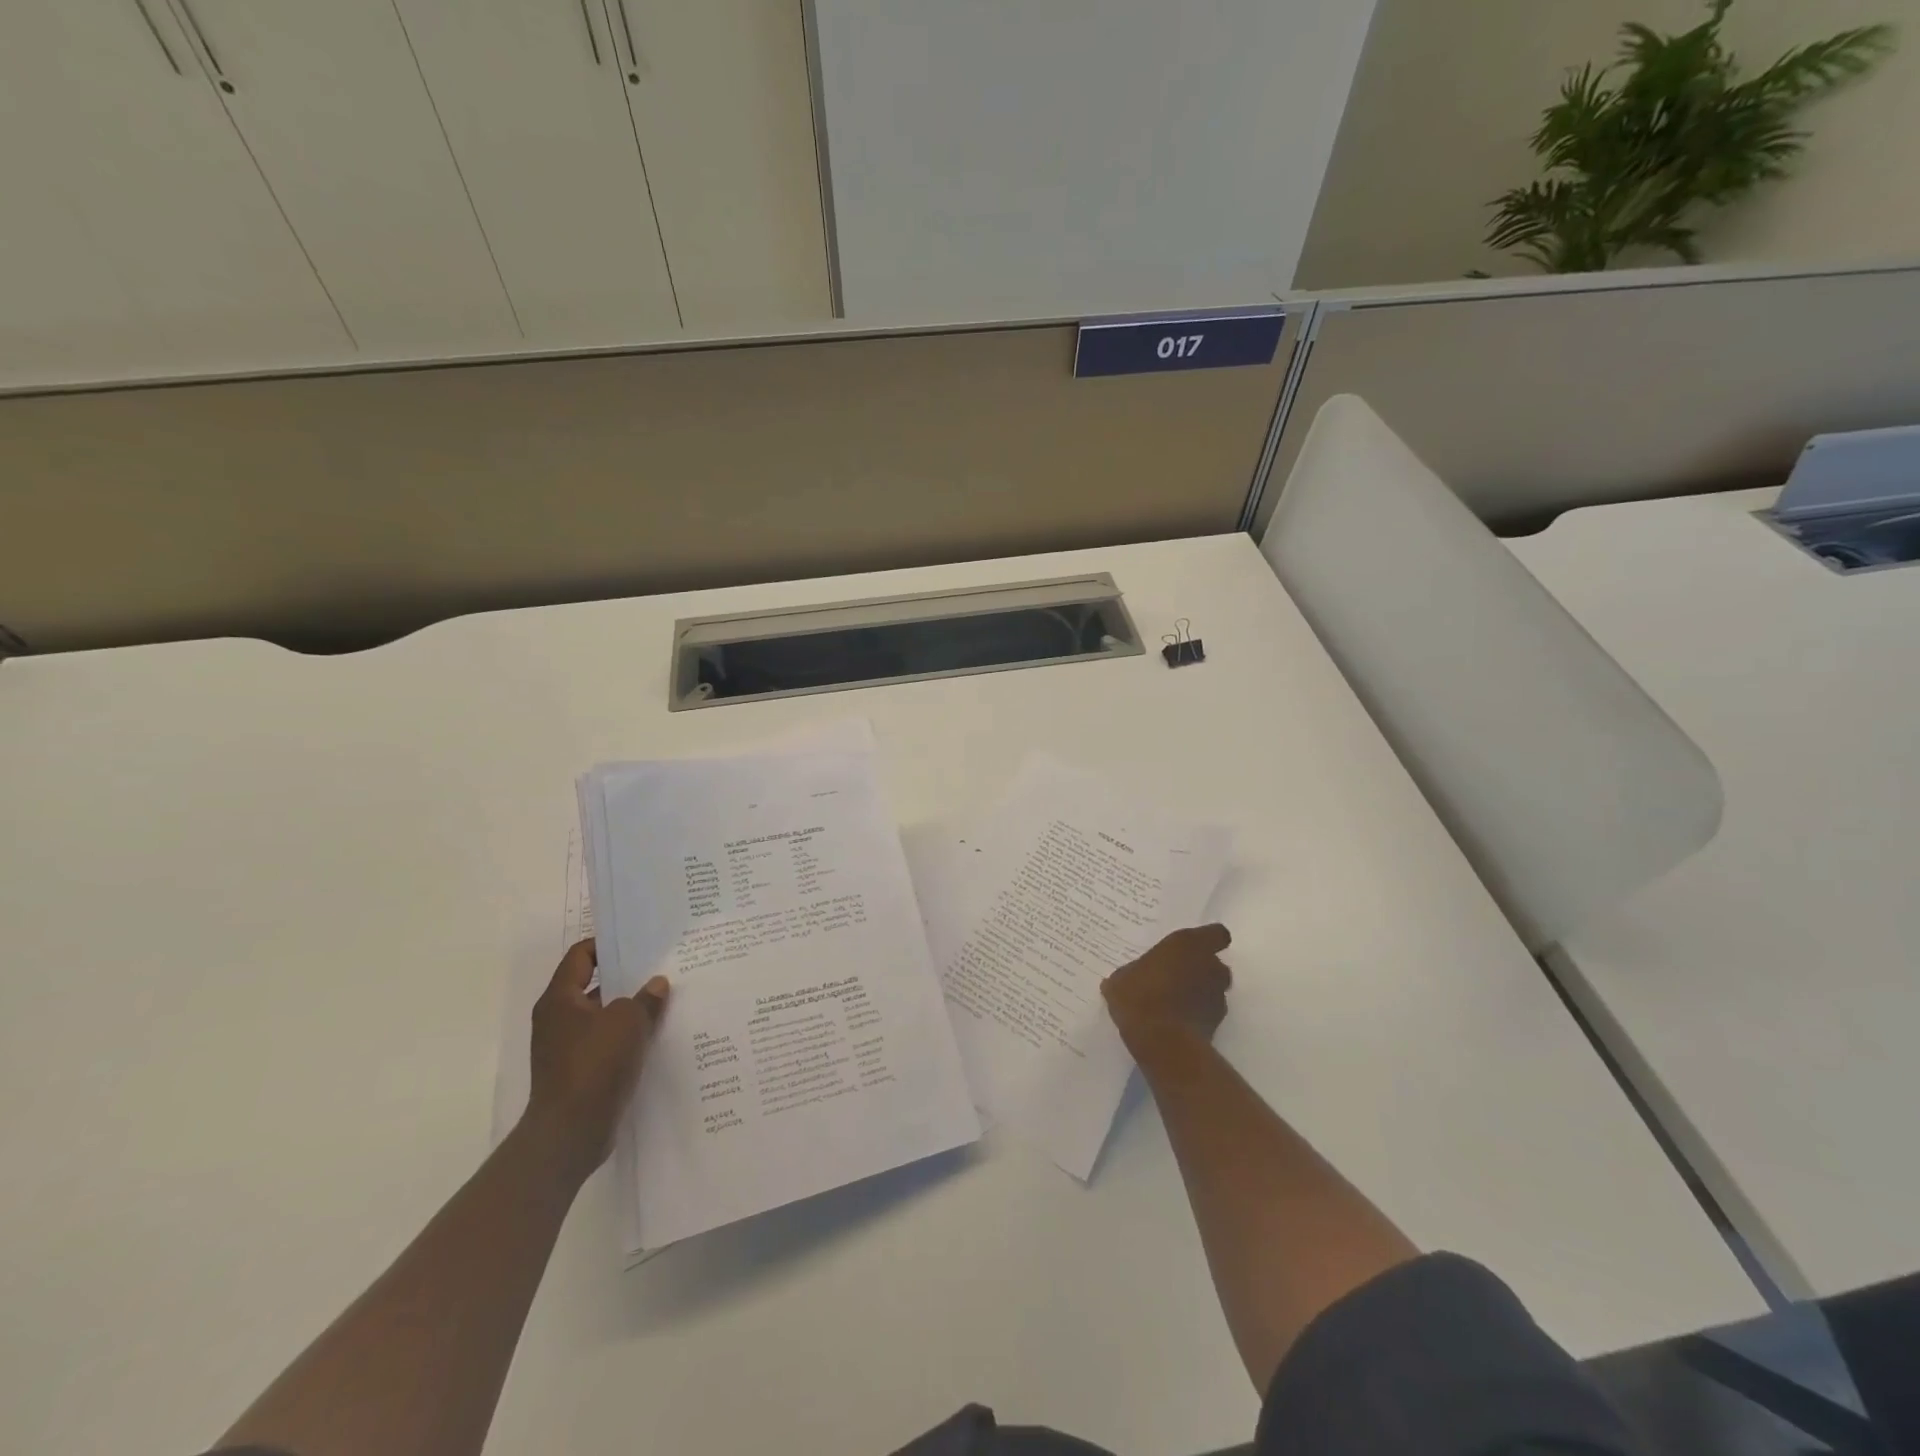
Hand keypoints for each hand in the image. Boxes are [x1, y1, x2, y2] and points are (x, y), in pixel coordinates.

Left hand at [523, 939, 668, 1182]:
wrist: (570, 1133)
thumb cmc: (593, 1064)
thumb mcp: (627, 1021)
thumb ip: (645, 998)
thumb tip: (657, 984)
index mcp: (560, 1000)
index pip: (580, 956)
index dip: (606, 944)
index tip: (637, 939)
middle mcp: (559, 1020)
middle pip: (594, 985)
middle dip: (626, 977)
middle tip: (661, 966)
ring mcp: (568, 1048)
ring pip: (604, 1016)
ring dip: (631, 1008)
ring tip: (667, 998)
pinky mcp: (581, 1072)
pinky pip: (608, 1042)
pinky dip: (628, 1036)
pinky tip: (658, 1034)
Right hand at [1102, 924, 1232, 1058]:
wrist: (1162, 1042)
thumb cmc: (1140, 996)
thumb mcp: (1121, 979)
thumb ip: (1133, 973)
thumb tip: (1127, 978)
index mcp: (1188, 944)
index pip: (1217, 934)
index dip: (1208, 940)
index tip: (1192, 947)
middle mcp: (1210, 966)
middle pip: (1214, 963)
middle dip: (1200, 969)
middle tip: (1176, 976)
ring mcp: (1217, 996)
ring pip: (1213, 989)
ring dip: (1199, 993)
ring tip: (1174, 1002)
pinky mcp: (1217, 1024)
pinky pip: (1208, 1013)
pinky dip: (1197, 1015)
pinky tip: (1175, 1022)